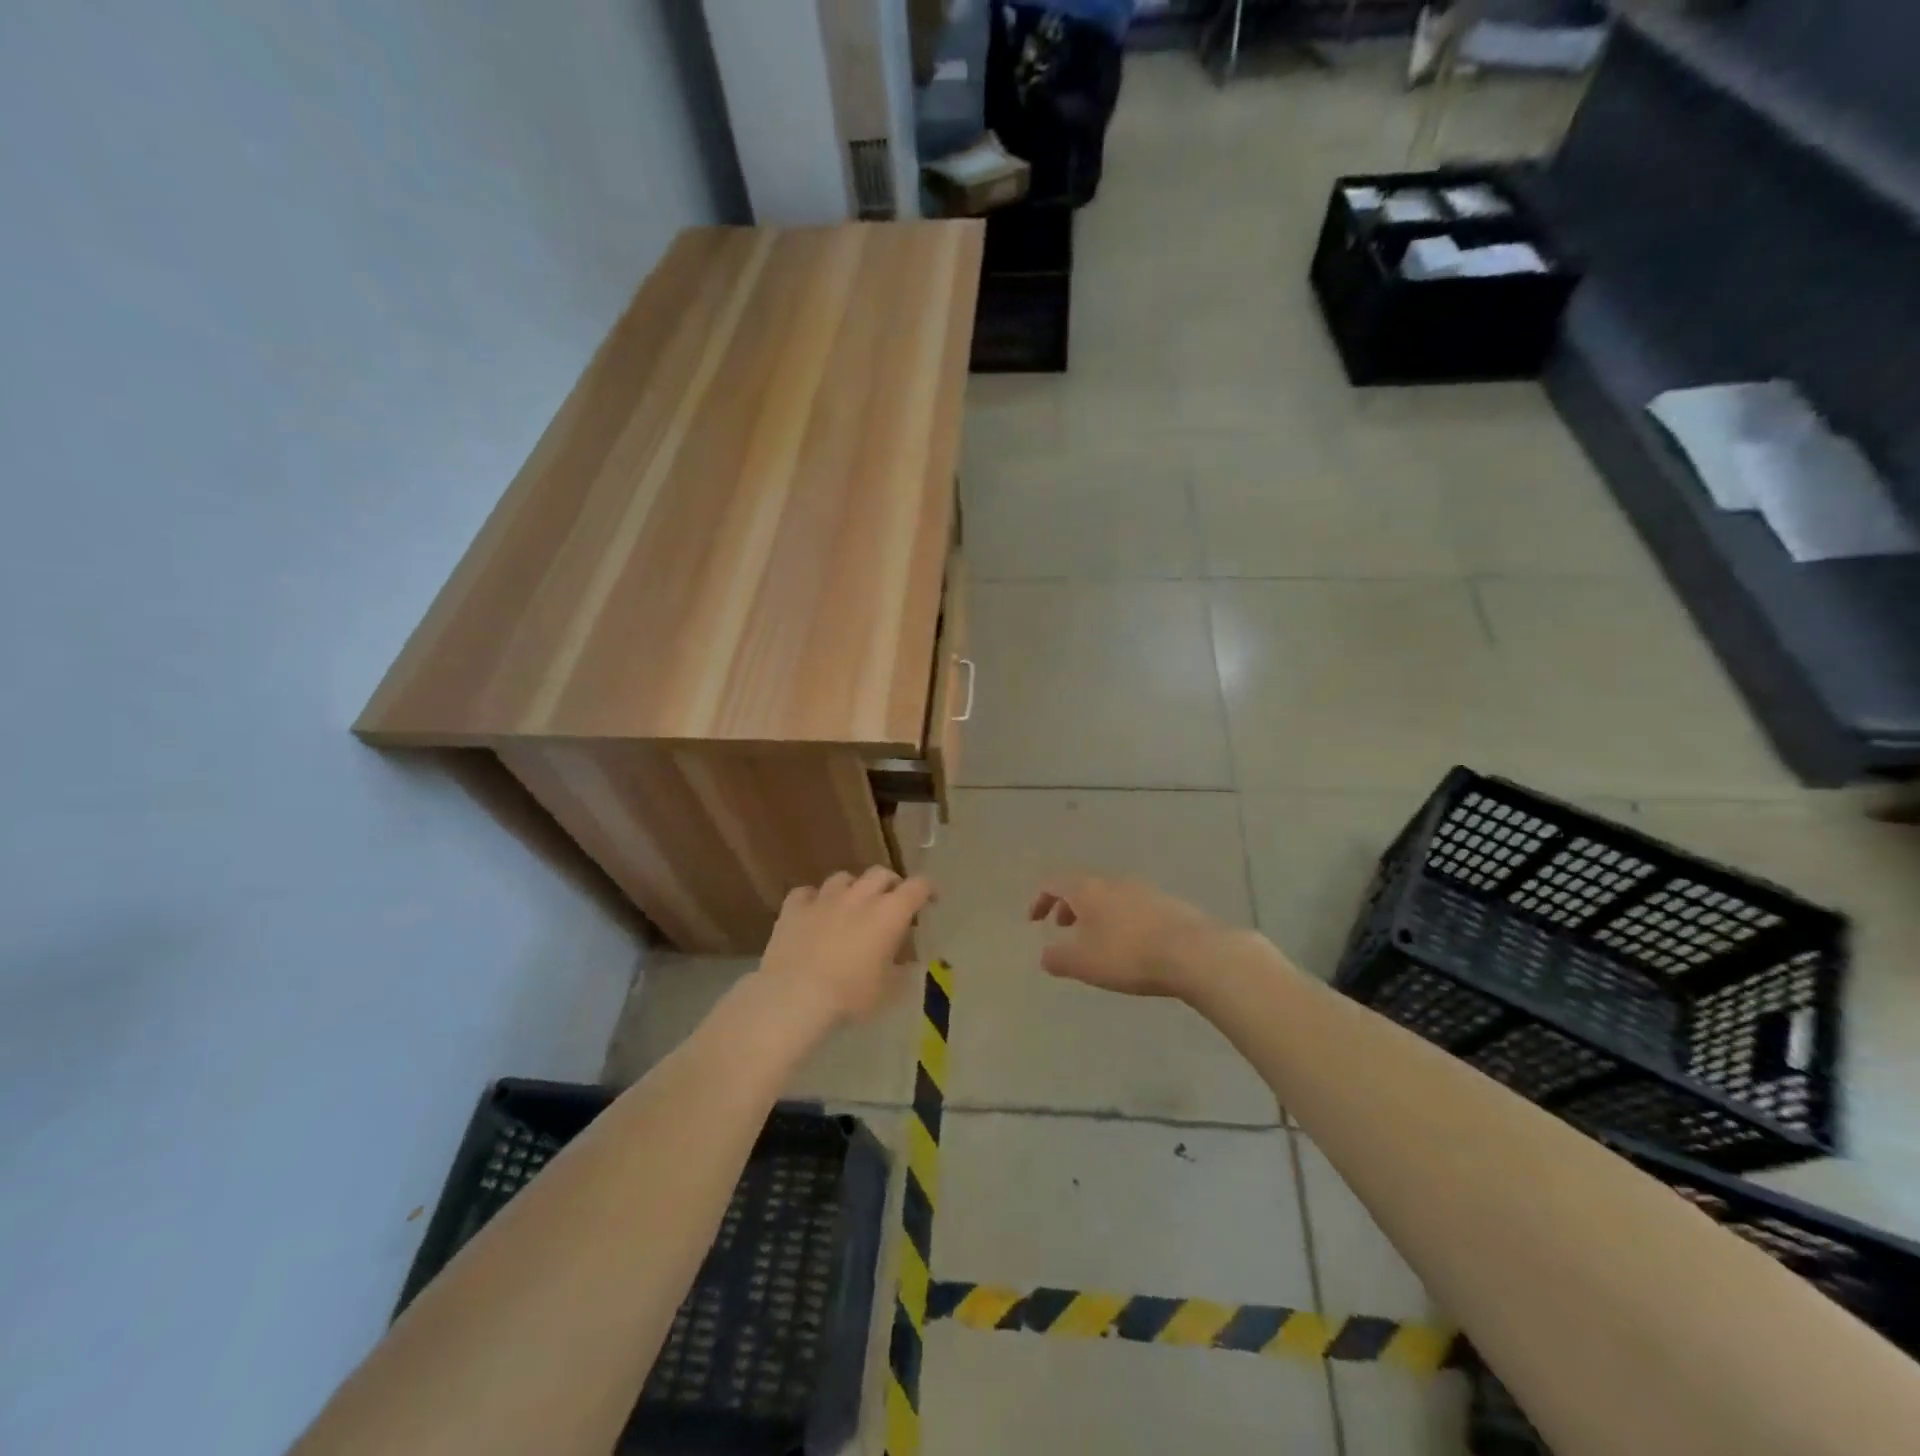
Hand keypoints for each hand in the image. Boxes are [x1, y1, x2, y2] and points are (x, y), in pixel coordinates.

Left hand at [758, 868, 934, 1027]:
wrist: (794, 997)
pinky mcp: (794, 907)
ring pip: (844, 878)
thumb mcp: (888, 991)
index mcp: (889, 913)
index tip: (930, 901)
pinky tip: (814, 913)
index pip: (917, 886)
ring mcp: (824, 898)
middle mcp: (859, 896)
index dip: (927, 890)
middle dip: (890, 884)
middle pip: (881, 873)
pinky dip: (814, 900)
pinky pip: (807, 893)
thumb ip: (901, 971)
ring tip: (852, 905)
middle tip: (892, 902)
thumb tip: (907, 962)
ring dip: (853, 889)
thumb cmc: (850, 996)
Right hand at [1028, 876, 1223, 999]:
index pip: (1055, 884)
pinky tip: (1131, 944)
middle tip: (1062, 927)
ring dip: (1095, 913)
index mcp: (1088, 890)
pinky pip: (1133, 906)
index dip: (1040, 900)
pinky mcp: (1168, 904)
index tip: (1034, 920)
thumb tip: (1044, 955)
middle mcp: (1114, 882)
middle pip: (1083, 887)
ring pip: (1109, 896)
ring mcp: (1144, 890)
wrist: (1195, 952)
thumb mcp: (1084, 963)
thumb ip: (1058, 958)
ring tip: (1096, 939)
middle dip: (1068, 906)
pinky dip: (1120, 919)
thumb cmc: (1129, 955)